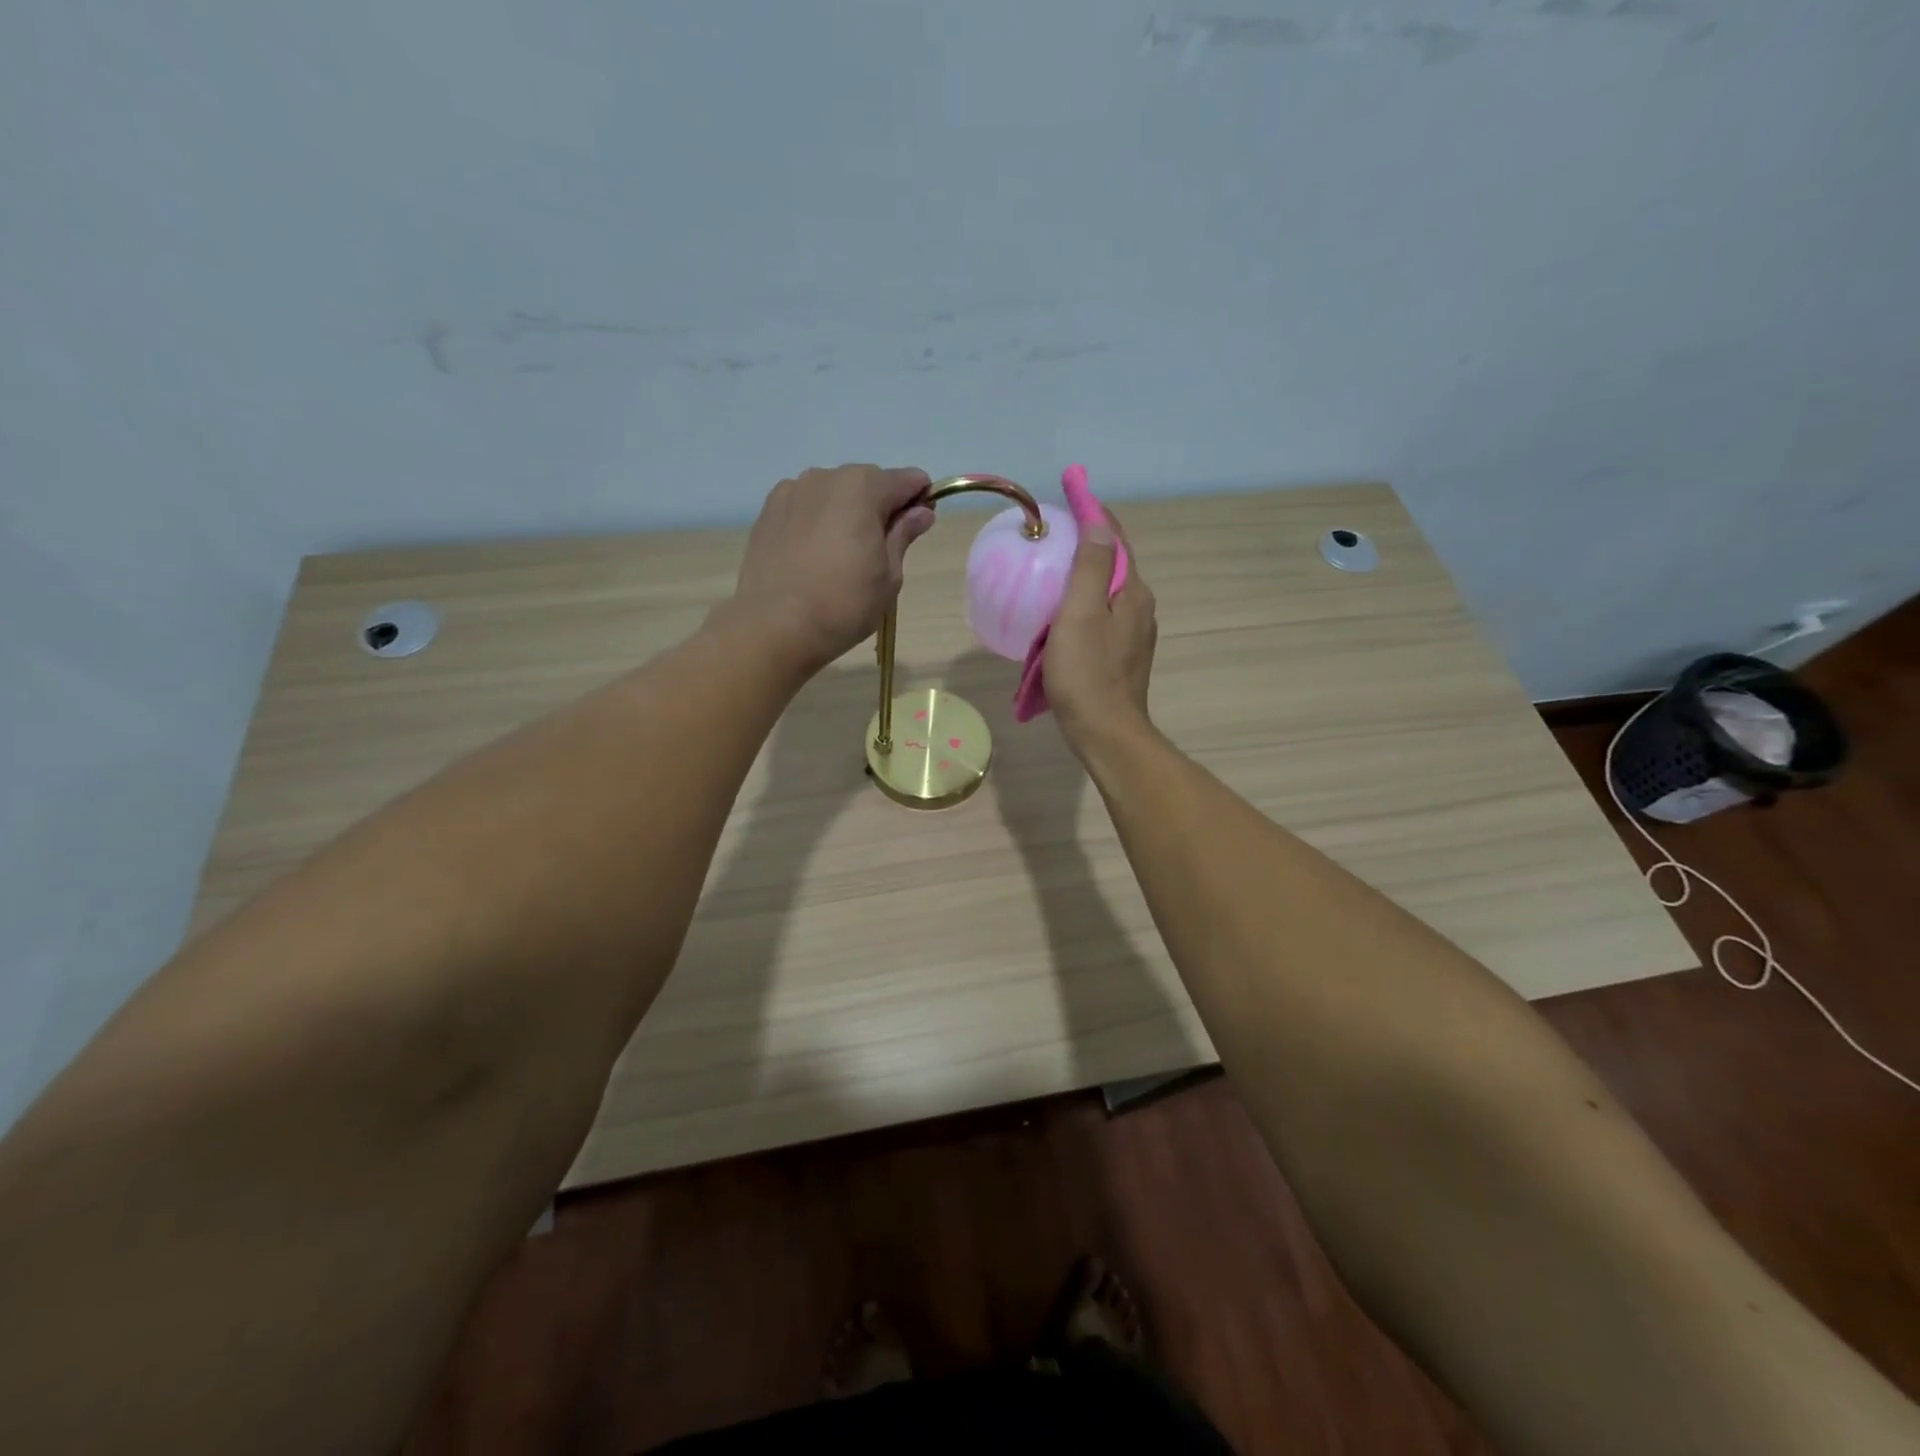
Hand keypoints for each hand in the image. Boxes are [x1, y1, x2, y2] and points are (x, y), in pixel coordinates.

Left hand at [727, 464, 936, 672]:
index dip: (919, 500)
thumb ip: (904, 535)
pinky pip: (805, 505)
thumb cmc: (844, 605)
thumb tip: (921, 512)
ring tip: (842, 555)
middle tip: (879, 551)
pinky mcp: (768, 511)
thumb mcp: (889, 576)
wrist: (774, 626)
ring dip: (846, 512)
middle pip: (868, 482)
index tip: (918, 528)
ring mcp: (792, 490)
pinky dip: (817, 520)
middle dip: (880, 506)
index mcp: (863, 488)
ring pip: (834, 493)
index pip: (907, 480)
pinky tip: (813, 554)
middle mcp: (826, 477)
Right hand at [1043, 510, 1157, 755]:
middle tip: (1050, 536)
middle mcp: (1139, 609)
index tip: (1071, 489)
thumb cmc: (1086, 673)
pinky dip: (1076, 610)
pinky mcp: (1119, 659)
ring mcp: (1131, 636)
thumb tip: (1099, 521)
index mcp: (1133, 593)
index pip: (1115, 540)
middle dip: (1084, 546)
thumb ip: (1090, 566)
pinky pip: (1097, 621)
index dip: (1094, 513)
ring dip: (1079, 581)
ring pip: (1103, 596)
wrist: (1105, 734)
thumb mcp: (1081, 614)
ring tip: (1046, 576)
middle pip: (1110, 566)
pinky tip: (1054, 620)